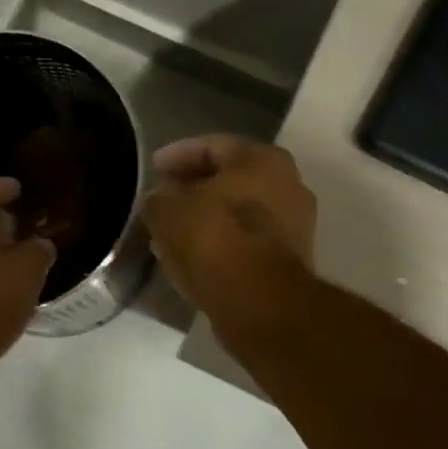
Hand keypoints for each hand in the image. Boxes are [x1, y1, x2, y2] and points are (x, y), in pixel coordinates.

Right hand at [141, 135, 315, 335]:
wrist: (260, 303)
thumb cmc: (214, 240)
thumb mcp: (167, 212)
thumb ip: (159, 198)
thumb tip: (160, 199)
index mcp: (262, 159)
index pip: (212, 145)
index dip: (177, 155)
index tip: (152, 169)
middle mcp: (288, 184)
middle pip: (231, 178)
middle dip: (194, 187)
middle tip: (163, 197)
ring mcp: (295, 224)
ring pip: (240, 210)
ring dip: (207, 216)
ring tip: (174, 228)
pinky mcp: (290, 259)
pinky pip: (248, 240)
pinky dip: (222, 241)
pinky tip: (195, 253)